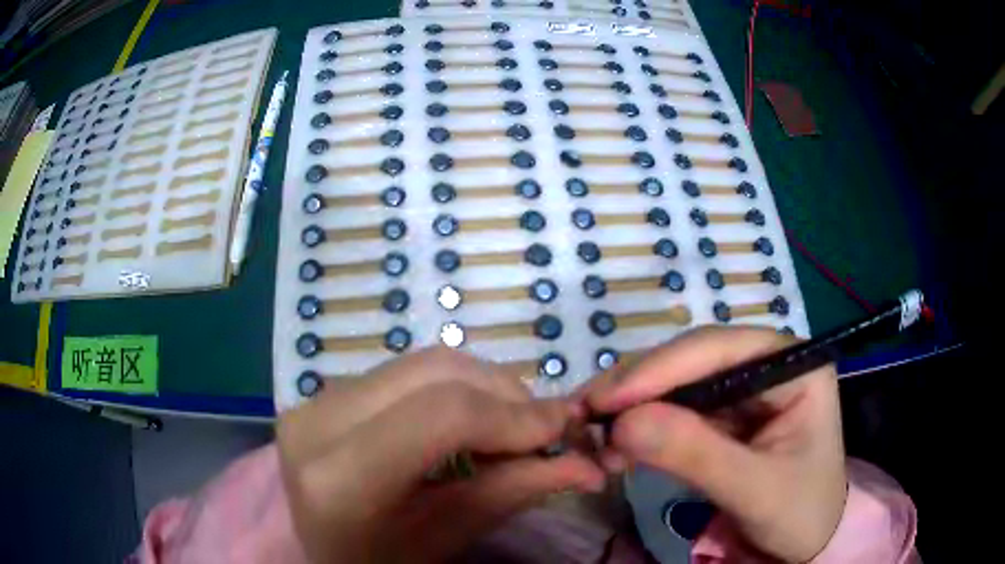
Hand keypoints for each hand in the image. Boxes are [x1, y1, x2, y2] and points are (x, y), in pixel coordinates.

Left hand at [278, 348, 604, 562]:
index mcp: (338, 478)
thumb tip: (586, 464)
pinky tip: (465, 423)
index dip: (515, 415)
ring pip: (420, 363)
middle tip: (544, 431)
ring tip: (508, 429)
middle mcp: (316, 422)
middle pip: (435, 372)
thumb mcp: (443, 540)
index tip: (564, 430)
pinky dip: (449, 389)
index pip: (442, 415)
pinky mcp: (321, 393)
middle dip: (506, 394)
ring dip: (481, 388)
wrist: (311, 554)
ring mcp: (313, 400)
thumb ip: (511, 493)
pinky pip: (401, 373)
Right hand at [588, 327, 846, 561]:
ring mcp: (745, 388)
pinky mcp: (725, 414)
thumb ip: (696, 456)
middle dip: (640, 387)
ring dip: (634, 407)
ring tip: (594, 432)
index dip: (661, 369)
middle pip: (694, 359)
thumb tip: (623, 424)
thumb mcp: (755, 491)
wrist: (807, 541)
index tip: (606, 399)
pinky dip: (643, 426)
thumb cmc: (799, 514)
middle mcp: (768, 364)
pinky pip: (677, 410)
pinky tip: (618, 444)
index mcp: (794, 365)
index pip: (722, 349)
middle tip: (586, 415)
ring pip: (679, 382)